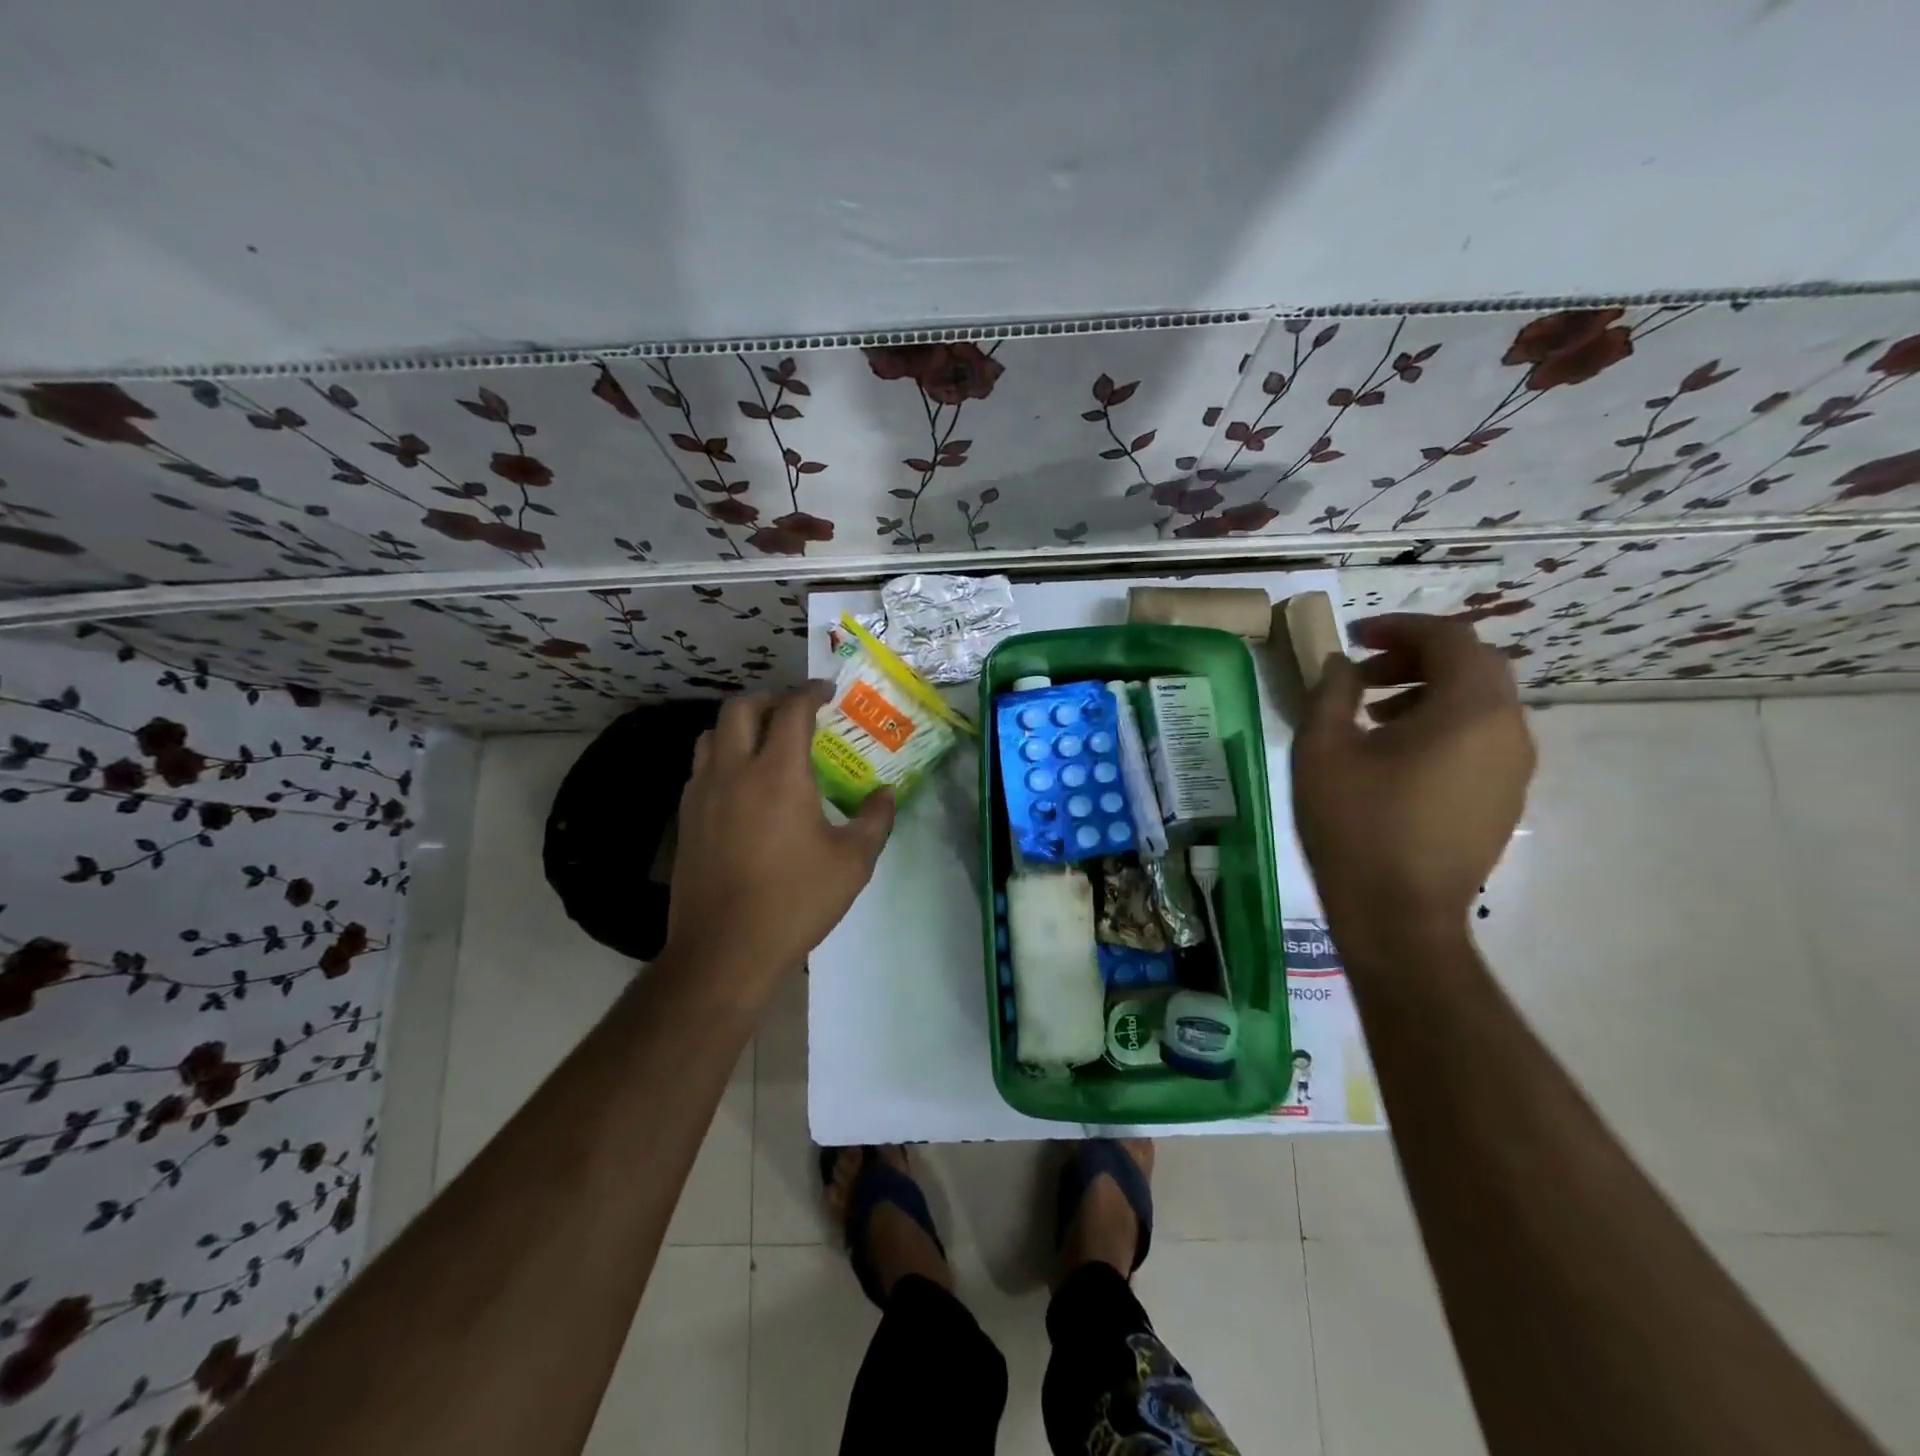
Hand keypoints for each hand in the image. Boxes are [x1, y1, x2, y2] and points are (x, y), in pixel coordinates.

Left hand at [663, 683, 895, 989]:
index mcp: (778, 773)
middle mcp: (734, 770)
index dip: (810, 692)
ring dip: (739, 725)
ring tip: (764, 741)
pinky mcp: (686, 818)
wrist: (725, 950)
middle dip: (770, 698)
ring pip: (712, 734)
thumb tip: (885, 794)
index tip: (826, 692)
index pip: (791, 710)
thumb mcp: (853, 863)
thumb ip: (875, 820)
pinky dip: (722, 756)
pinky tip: (741, 784)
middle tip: (794, 710)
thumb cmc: (795, 901)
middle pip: (741, 708)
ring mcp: (703, 793)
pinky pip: (701, 767)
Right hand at [1292, 614, 1534, 936]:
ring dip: (1429, 692)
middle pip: (1474, 666)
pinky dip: (1443, 725)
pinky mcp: (1504, 798)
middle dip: (1416, 657)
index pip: (1451, 639)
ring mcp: (1514, 768)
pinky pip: (1481, 739)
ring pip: (1480, 704)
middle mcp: (1509, 730)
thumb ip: (1331, 692)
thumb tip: (1342, 664)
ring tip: (1373, 714)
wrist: (1399, 915)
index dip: (1401, 627)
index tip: (1355, 637)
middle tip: (1363, 673)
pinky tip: (1395, 755)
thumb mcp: (1323, 750)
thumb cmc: (1356, 825)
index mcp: (1470, 710)